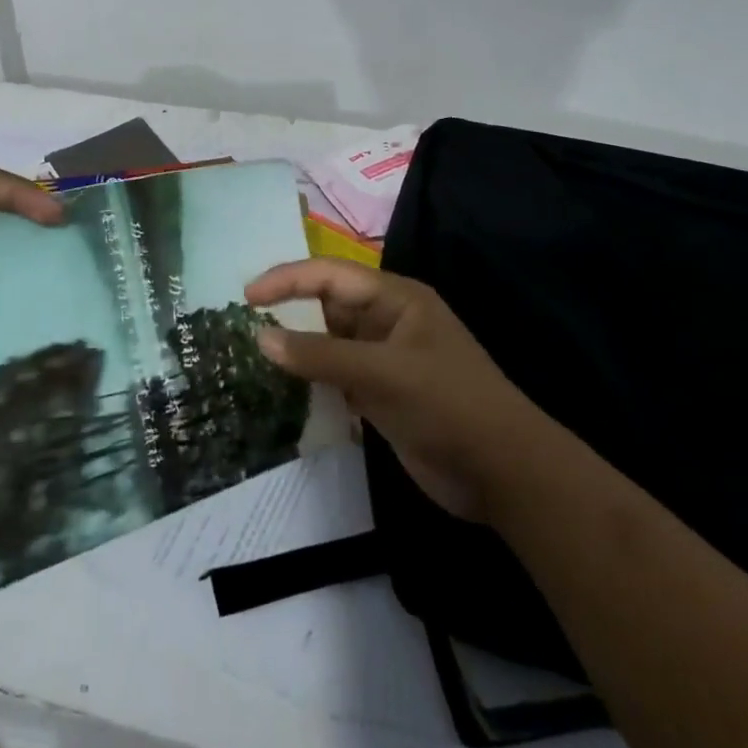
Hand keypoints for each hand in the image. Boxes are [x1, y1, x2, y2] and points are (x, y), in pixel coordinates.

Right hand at [247, 259, 533, 521]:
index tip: (246, 298)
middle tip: (243, 328)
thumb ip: (320, 355)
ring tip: (253, 358)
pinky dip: (313, 381)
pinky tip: (285, 391)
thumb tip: (259, 337)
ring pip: (329, 343)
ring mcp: (385, 360)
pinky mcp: (382, 394)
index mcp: (395, 299)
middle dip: (289, 312)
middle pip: (328, 306)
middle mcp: (387, 322)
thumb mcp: (382, 373)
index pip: (330, 275)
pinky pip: (337, 376)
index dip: (287, 280)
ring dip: (298, 350)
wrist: (504, 473)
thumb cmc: (447, 404)